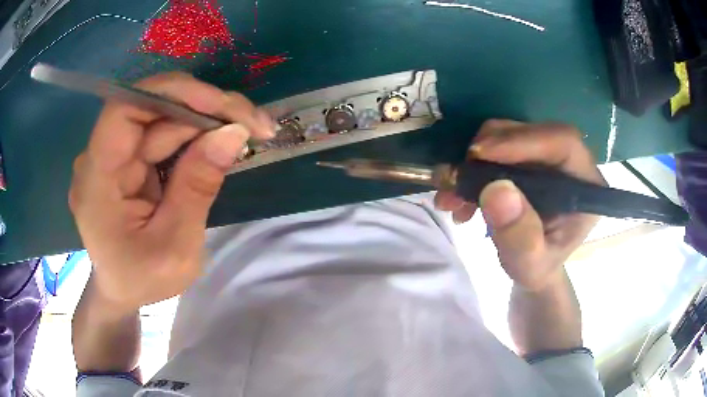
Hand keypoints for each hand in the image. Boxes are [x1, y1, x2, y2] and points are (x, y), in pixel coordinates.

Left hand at [69, 72, 274, 313]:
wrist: (124, 291)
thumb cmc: (142, 280)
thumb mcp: (176, 247)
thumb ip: (197, 188)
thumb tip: (233, 133)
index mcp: (97, 181)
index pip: (124, 111)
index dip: (171, 95)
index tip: (221, 106)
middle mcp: (101, 157)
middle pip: (152, 109)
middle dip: (206, 109)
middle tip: (257, 124)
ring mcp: (116, 155)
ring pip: (165, 118)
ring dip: (209, 120)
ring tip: (252, 130)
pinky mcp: (131, 158)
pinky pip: (165, 133)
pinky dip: (199, 134)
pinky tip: (225, 141)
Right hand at [435, 120, 604, 290]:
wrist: (531, 264)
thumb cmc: (538, 267)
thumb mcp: (530, 266)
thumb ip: (520, 237)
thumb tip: (497, 189)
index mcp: (585, 185)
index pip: (563, 143)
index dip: (523, 140)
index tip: (480, 154)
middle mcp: (569, 162)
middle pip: (531, 132)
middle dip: (488, 151)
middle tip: (456, 179)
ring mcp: (546, 156)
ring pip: (508, 134)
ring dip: (473, 161)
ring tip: (451, 196)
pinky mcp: (526, 156)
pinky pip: (496, 145)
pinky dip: (471, 166)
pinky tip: (458, 195)